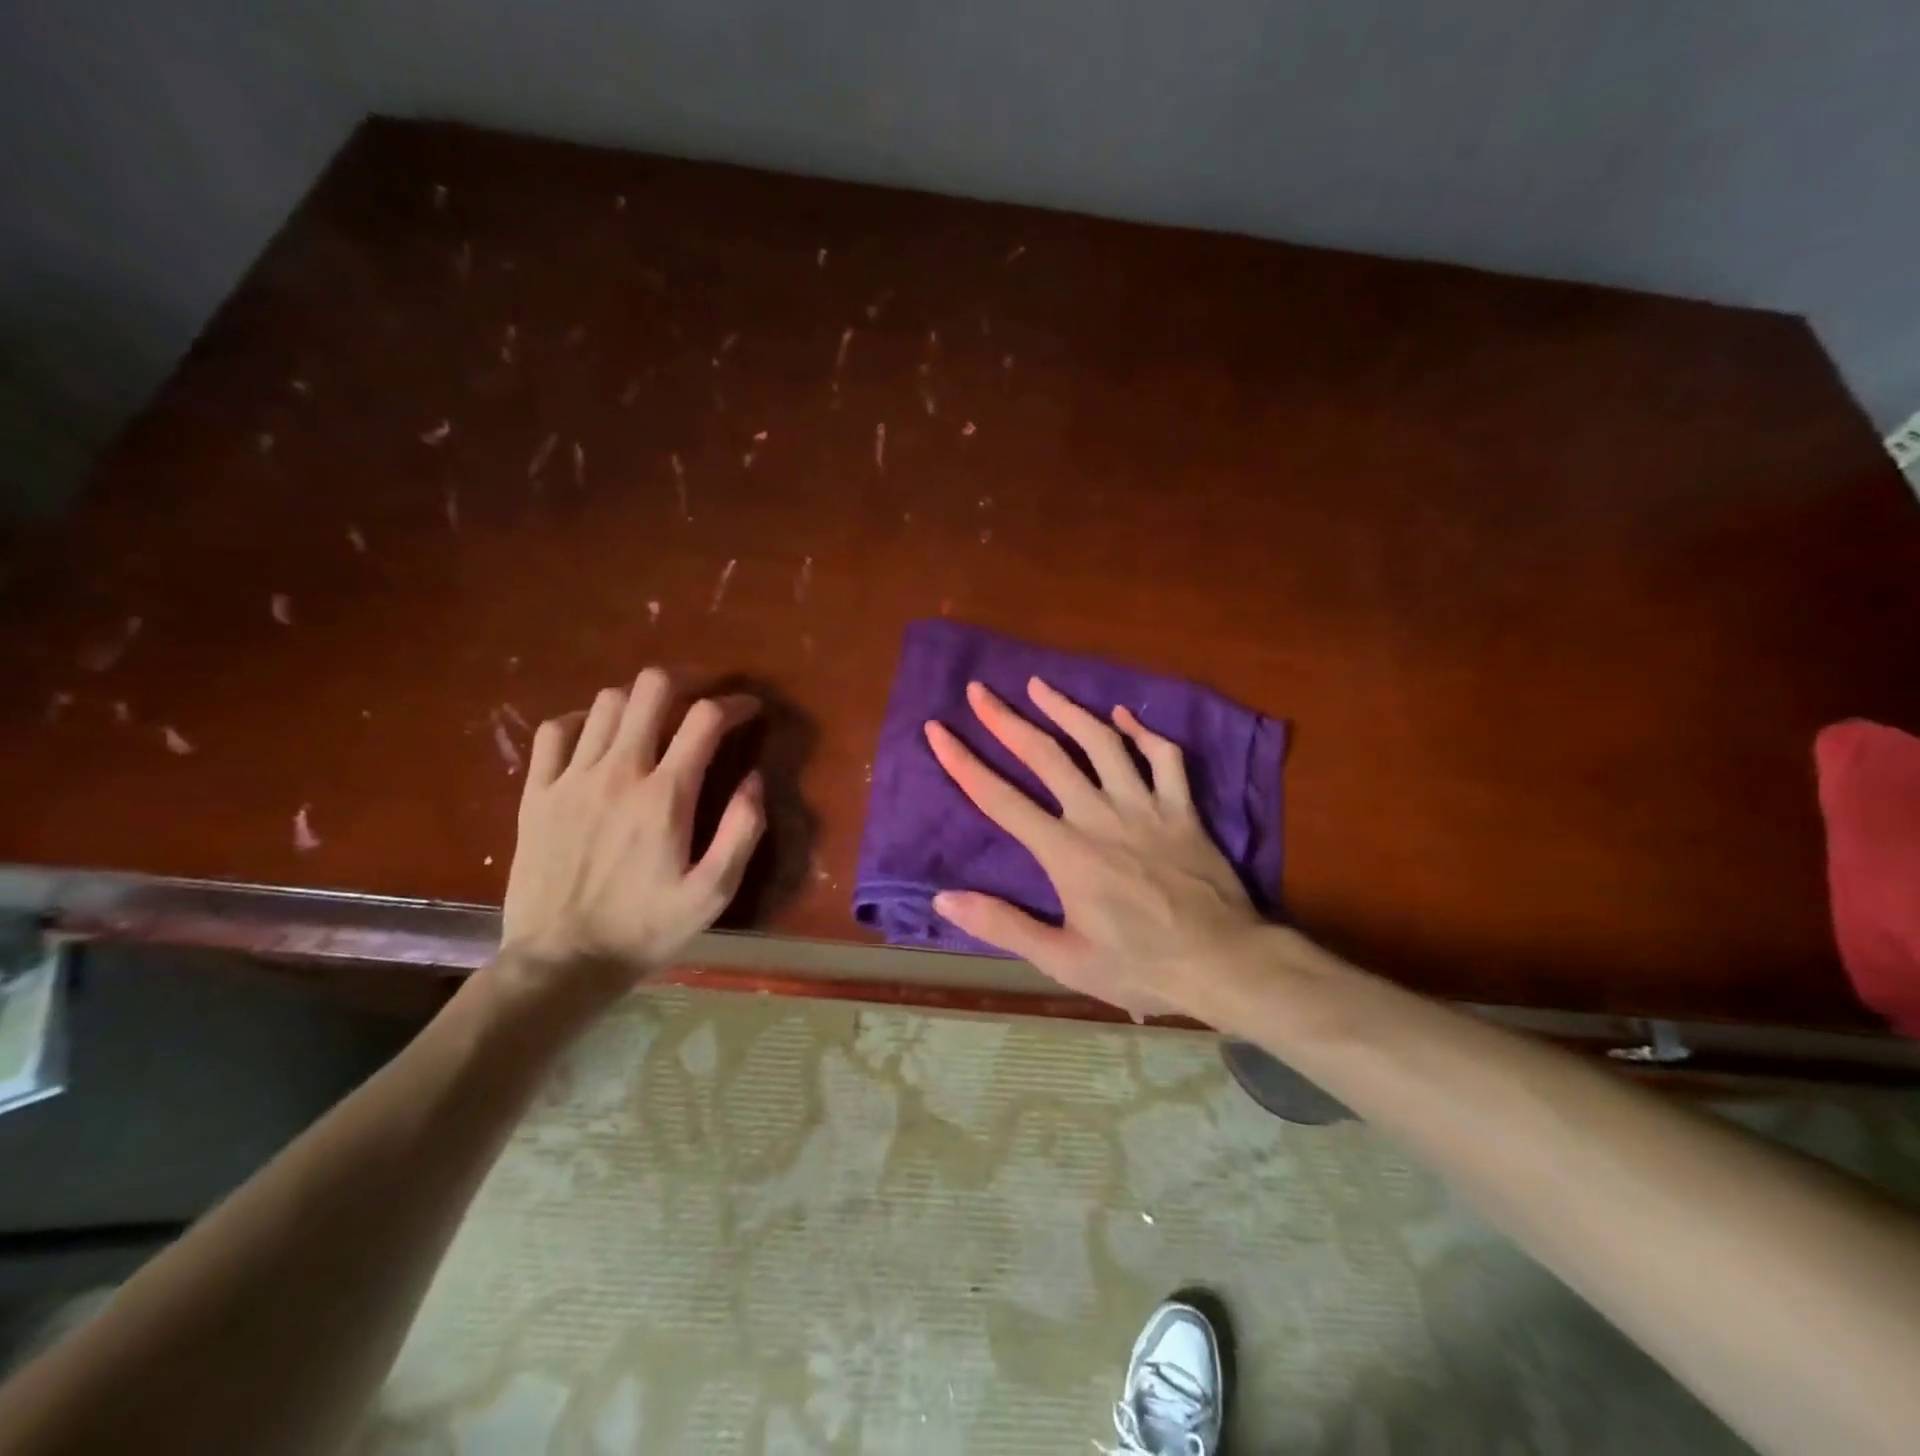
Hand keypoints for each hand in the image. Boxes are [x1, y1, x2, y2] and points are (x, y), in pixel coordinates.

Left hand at [501, 668, 764, 999]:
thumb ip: (742, 830)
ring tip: (657, 720)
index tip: (749, 710)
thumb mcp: (713, 892)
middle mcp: (618, 772)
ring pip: (607, 703)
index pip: (705, 718)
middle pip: (651, 689)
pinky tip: (599, 737)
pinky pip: (556, 731)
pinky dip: (584, 720)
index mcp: (665, 796)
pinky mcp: (537, 793)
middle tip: (703, 698)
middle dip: (686, 681)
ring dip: (641, 701)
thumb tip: (755, 778)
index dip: (734, 704)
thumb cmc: (645, 929)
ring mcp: (571, 779)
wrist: (561, 963)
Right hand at [924, 677, 1266, 1019]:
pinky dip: (1142, 731)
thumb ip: (1003, 925)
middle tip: (980, 690)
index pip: (1001, 799)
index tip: (937, 730)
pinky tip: (1122, 714)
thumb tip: (943, 897)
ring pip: (1102, 742)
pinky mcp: (1182, 808)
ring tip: (1038, 685)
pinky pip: (1163, 757)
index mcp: (1066, 852)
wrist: (1225, 963)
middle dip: (1006, 720)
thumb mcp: (1063, 961)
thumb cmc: (1140, 966)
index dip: (963, 762)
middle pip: (1046, 755)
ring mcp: (1145, 806)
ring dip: (1067, 709)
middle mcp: (1100, 815)